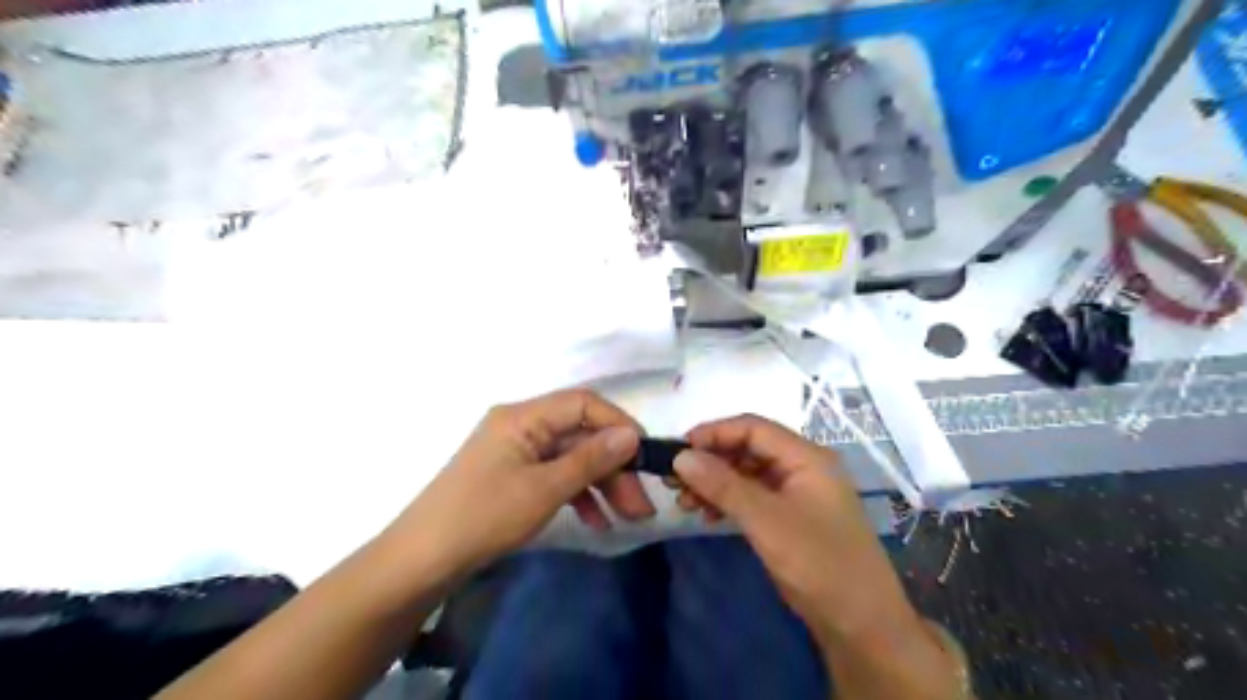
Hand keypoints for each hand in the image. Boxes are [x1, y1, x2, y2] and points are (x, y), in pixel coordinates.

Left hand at [395, 387, 657, 573]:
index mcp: (524, 417)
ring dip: (601, 484)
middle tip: (641, 504)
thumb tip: (631, 436)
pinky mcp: (513, 476)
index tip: (645, 455)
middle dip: (614, 466)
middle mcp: (521, 426)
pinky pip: (555, 476)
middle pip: (579, 435)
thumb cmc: (484, 516)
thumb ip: (590, 459)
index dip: (618, 424)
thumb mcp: (544, 489)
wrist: (421, 561)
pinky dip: (578, 495)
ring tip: (627, 517)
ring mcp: (516, 452)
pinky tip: (596, 522)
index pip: (583, 403)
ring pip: (571, 458)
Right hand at [672, 416, 912, 639]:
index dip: (713, 433)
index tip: (677, 449)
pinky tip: (708, 516)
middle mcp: (802, 467)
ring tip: (686, 502)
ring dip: (716, 483)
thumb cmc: (819, 564)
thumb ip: (723, 485)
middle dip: (710, 461)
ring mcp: (798, 493)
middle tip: (675, 480)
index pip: (752, 428)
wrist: (862, 625)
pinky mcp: (792, 518)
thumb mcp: (766, 521)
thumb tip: (681, 457)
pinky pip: (754, 497)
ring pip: (748, 474)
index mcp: (806, 456)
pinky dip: (729, 502)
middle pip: (748, 449)